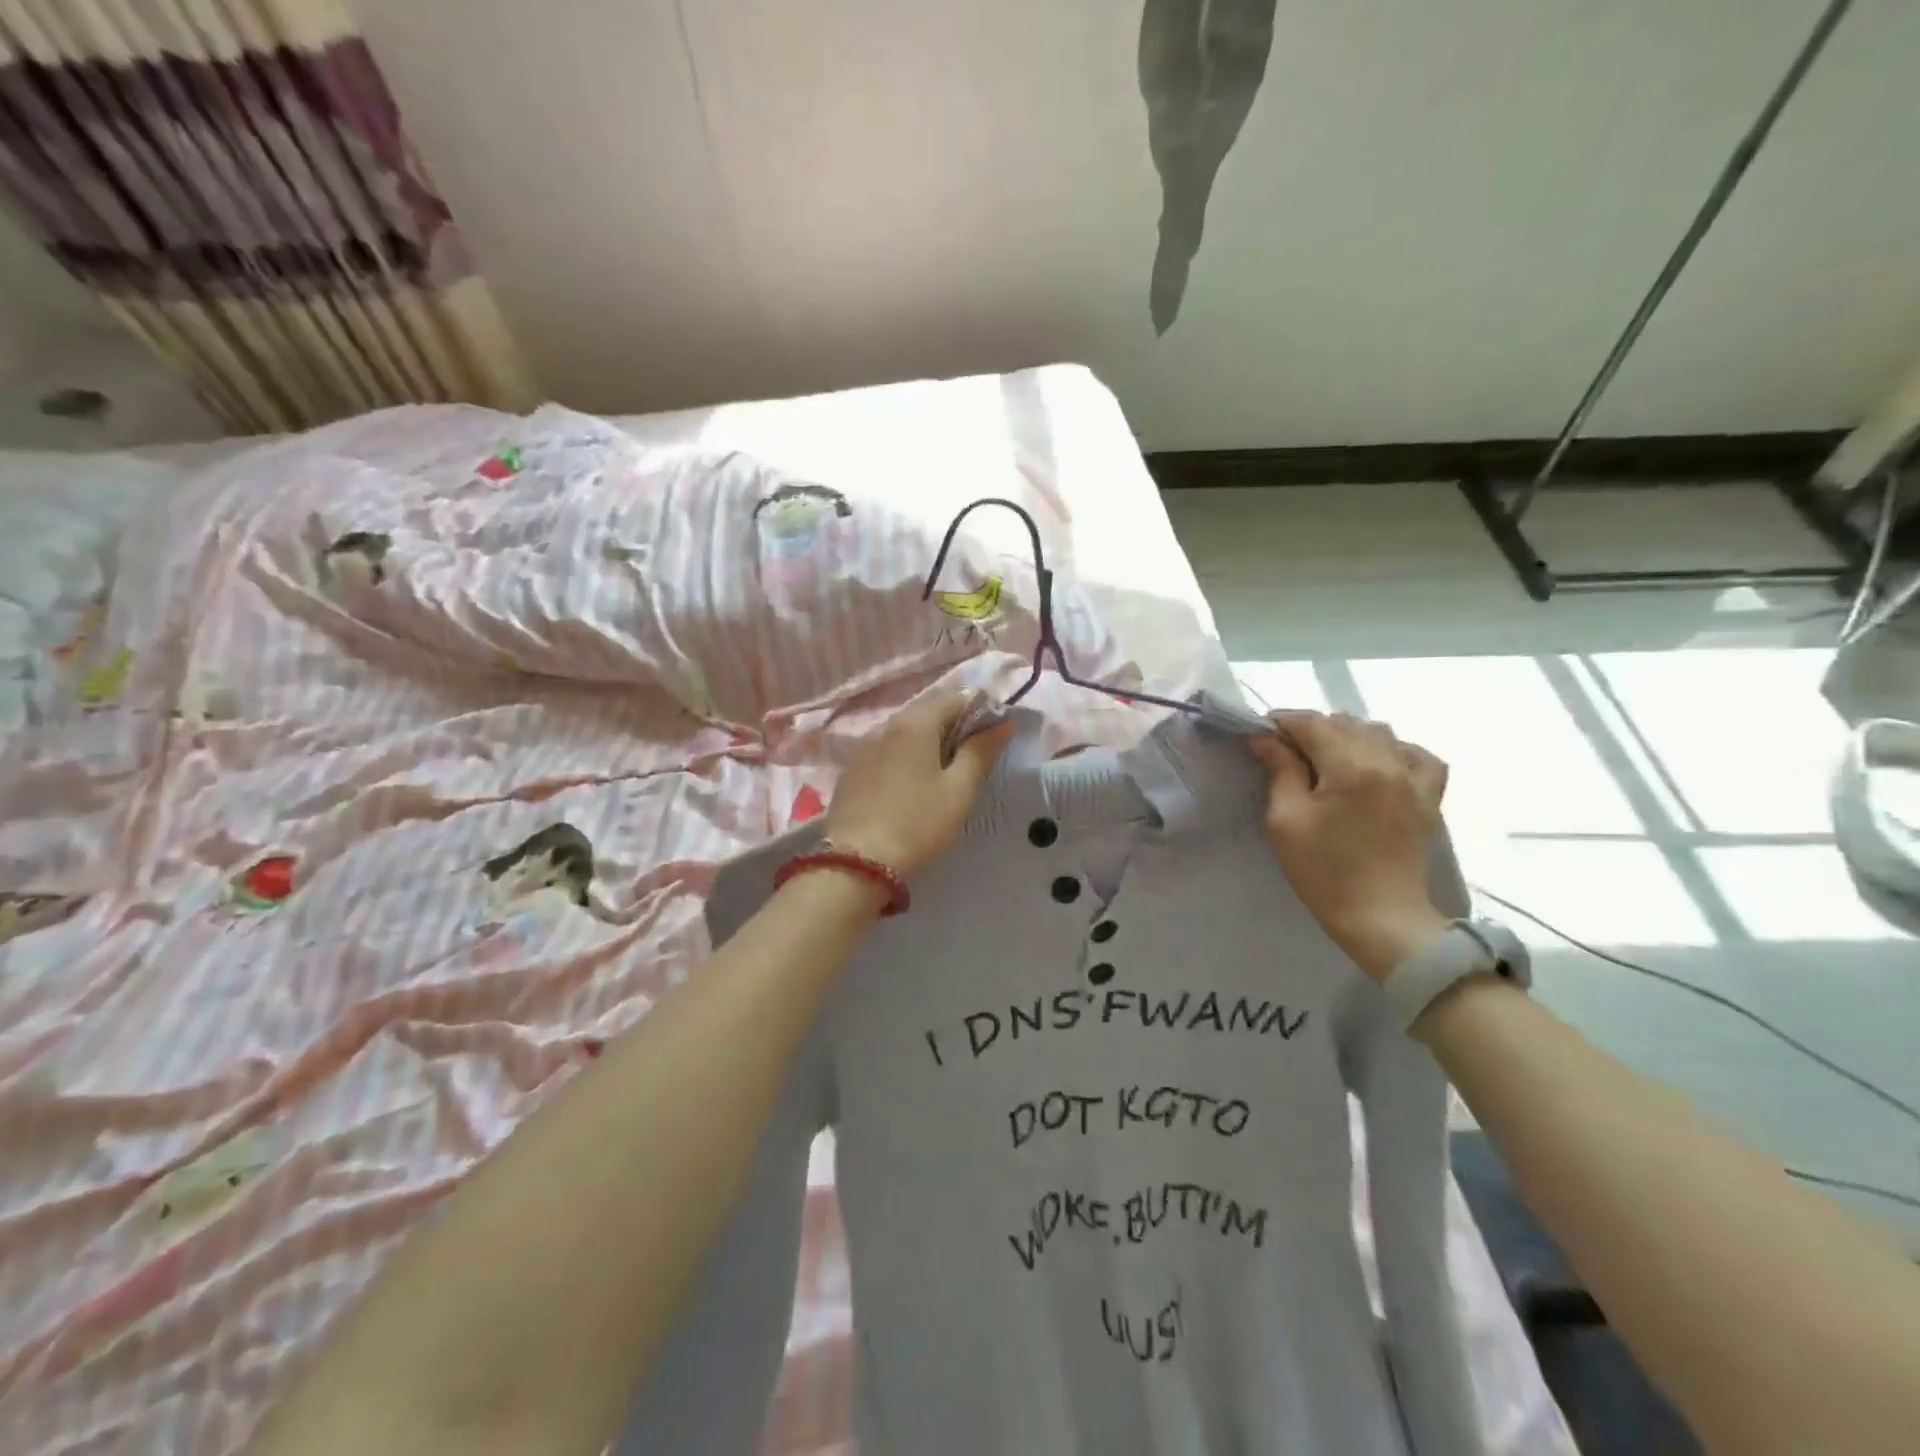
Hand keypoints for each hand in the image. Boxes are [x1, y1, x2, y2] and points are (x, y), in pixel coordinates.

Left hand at [826, 690, 1015, 877]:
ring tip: (945, 770)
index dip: (980, 709)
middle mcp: (886, 725)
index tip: (994, 734)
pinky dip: (905, 755)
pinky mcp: (852, 769)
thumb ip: (980, 751)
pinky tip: (912, 782)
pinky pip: (886, 749)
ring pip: (905, 730)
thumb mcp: (958, 790)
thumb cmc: (917, 824)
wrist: (856, 862)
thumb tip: (1003, 722)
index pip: (954, 697)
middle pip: (927, 710)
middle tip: (973, 756)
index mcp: (915, 724)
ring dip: (929, 740)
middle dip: (954, 724)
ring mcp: (864, 746)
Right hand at [1247, 711, 1452, 982]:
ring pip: (1378, 733)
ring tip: (1326, 760)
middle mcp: (1388, 762)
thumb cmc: (1324, 872)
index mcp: (1352, 767)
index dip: (1281, 722)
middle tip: (1285, 754)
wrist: (1381, 918)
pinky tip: (1376, 764)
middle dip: (1311, 730)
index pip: (1312, 724)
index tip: (1258, 735)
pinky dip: (1393, 750)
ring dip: (1347, 737)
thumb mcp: (1286, 820)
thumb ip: (1279, 771)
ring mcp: (1414, 779)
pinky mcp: (1428, 798)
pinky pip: (1416, 755)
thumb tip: (1265, 738)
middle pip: (1344, 723)